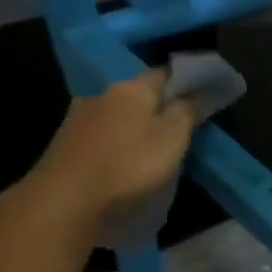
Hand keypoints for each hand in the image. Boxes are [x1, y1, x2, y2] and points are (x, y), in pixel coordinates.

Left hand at [25, 68, 197, 226]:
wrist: (66, 199)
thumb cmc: (129, 164)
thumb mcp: (173, 138)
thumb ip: (186, 111)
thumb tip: (192, 94)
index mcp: (132, 88)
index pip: (165, 72)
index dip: (186, 78)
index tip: (205, 90)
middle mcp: (103, 93)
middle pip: (140, 91)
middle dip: (161, 101)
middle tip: (185, 118)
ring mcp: (81, 116)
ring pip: (121, 110)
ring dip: (139, 120)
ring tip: (157, 139)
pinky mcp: (69, 140)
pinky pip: (106, 129)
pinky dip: (121, 136)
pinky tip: (129, 152)